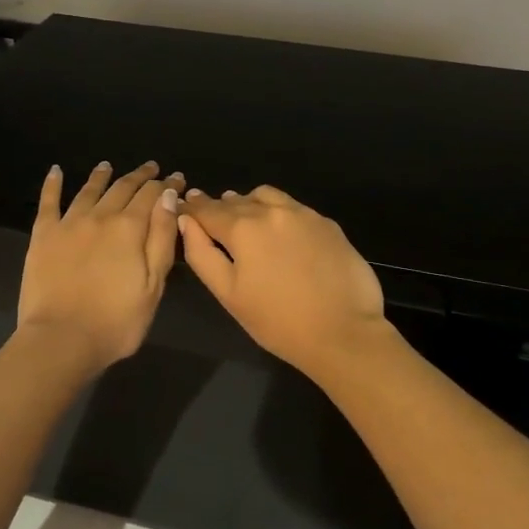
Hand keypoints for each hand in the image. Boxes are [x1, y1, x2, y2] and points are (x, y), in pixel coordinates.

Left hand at [17, 160, 183, 372]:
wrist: (61, 340)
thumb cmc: (116, 321)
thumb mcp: (153, 284)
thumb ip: (162, 238)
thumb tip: (168, 197)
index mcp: (130, 228)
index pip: (152, 196)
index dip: (166, 185)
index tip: (176, 178)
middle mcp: (100, 216)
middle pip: (123, 188)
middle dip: (140, 176)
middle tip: (151, 168)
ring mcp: (68, 223)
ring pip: (89, 190)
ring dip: (102, 175)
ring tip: (108, 166)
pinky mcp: (43, 235)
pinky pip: (49, 202)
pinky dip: (53, 184)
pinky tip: (56, 171)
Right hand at [177, 186, 393, 381]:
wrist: (343, 332)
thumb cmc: (278, 321)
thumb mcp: (229, 294)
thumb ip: (202, 254)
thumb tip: (186, 222)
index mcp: (243, 228)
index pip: (208, 210)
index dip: (193, 209)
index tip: (184, 208)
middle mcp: (272, 210)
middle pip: (237, 201)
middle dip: (220, 208)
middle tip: (212, 219)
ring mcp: (304, 214)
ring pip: (267, 196)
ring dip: (250, 203)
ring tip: (247, 221)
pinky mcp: (327, 223)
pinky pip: (294, 207)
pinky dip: (279, 212)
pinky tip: (282, 233)